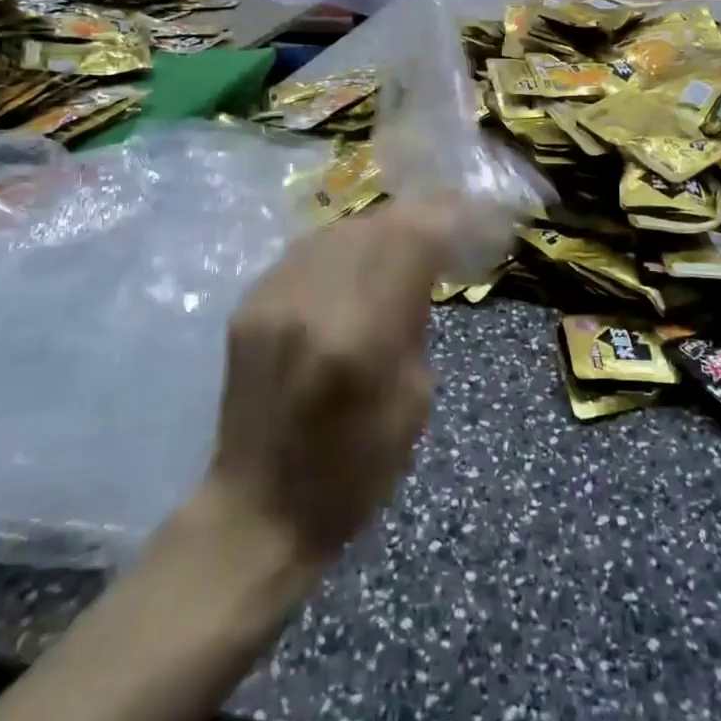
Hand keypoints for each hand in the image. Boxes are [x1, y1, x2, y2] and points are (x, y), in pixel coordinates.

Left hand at [201, 201, 465, 564]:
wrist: (258, 508)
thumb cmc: (354, 471)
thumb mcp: (415, 399)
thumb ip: (415, 319)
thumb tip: (422, 266)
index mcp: (361, 336)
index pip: (411, 238)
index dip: (447, 214)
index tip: (472, 212)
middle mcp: (312, 302)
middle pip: (374, 223)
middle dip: (416, 216)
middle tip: (443, 223)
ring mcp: (273, 297)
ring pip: (338, 228)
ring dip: (377, 228)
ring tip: (402, 240)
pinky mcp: (249, 302)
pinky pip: (307, 250)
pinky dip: (341, 248)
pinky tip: (355, 265)